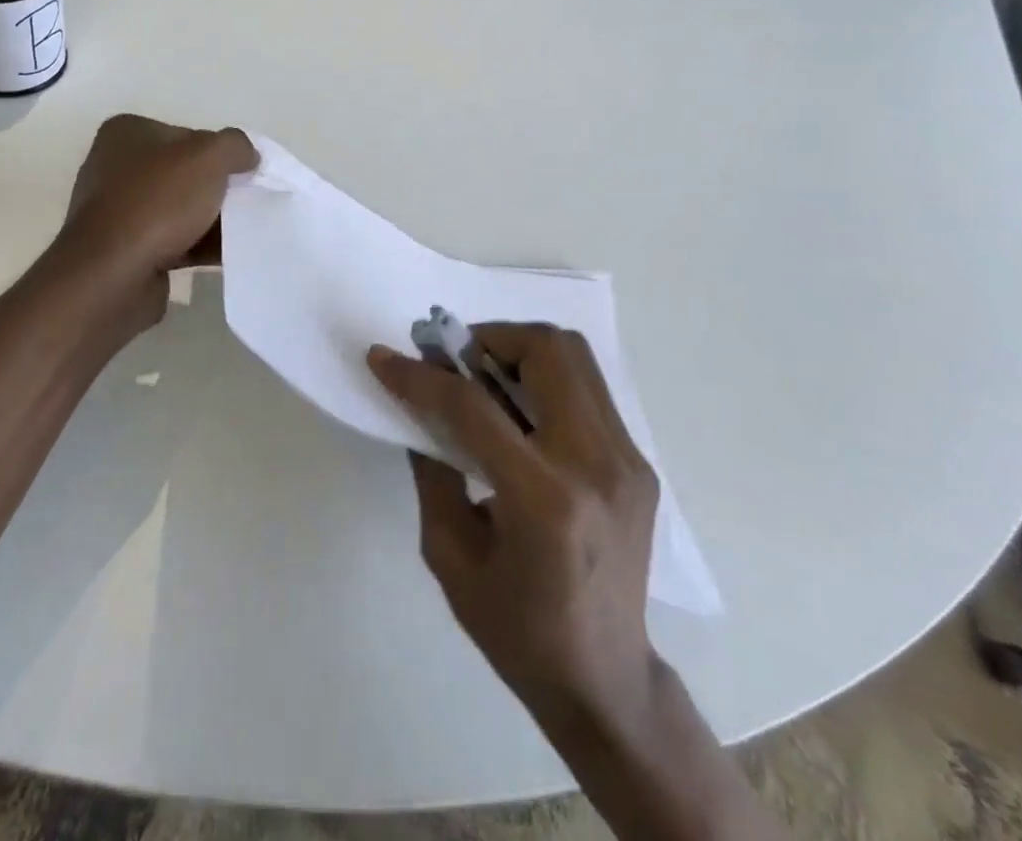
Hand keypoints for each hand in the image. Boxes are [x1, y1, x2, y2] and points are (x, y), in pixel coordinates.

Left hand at [55, 114, 256, 290]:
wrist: (112, 276)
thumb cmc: (157, 203)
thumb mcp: (209, 157)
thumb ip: (235, 145)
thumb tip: (248, 156)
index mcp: (126, 133)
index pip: (188, 135)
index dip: (220, 153)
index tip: (244, 173)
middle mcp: (115, 167)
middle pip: (185, 173)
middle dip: (219, 188)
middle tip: (250, 201)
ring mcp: (118, 211)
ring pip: (181, 209)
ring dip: (212, 219)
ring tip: (247, 230)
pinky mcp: (125, 250)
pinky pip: (173, 240)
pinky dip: (200, 245)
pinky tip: (230, 255)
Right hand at [368, 325, 659, 741]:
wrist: (606, 683)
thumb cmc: (517, 632)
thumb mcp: (450, 555)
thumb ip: (432, 470)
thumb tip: (419, 406)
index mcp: (544, 501)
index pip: (473, 407)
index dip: (421, 375)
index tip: (384, 358)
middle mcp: (595, 466)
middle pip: (545, 351)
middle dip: (487, 338)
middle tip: (452, 360)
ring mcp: (626, 460)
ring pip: (575, 356)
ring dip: (519, 348)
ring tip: (483, 375)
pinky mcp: (638, 463)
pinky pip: (587, 388)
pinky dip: (545, 377)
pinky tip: (518, 409)